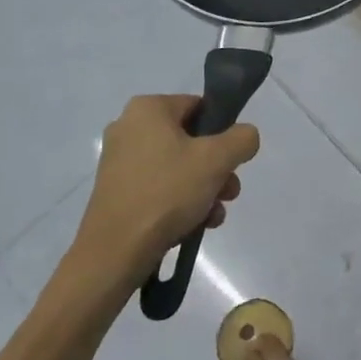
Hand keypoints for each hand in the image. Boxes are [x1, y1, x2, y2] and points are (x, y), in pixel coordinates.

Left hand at [70, 95, 260, 279]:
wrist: (115, 251)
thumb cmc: (167, 192)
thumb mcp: (217, 159)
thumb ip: (242, 138)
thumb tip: (245, 137)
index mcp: (148, 109)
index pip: (200, 107)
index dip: (223, 132)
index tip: (233, 160)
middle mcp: (128, 127)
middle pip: (191, 140)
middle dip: (217, 168)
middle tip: (229, 192)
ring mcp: (119, 161)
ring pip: (178, 167)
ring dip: (204, 188)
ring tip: (214, 215)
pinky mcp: (116, 191)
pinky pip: (159, 186)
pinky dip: (180, 201)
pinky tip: (196, 224)